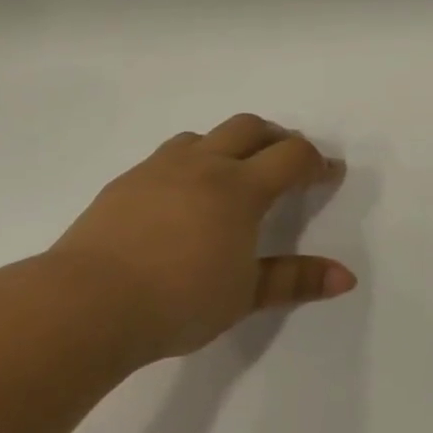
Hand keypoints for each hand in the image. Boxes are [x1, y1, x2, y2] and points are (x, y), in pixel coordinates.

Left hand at [46, 113, 353, 363]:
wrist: (85, 304)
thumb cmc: (178, 301)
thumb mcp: (245, 295)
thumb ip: (296, 280)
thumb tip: (346, 278)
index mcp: (240, 188)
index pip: (291, 156)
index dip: (316, 162)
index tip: (329, 174)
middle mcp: (203, 166)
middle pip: (249, 127)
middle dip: (276, 138)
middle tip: (288, 162)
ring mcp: (159, 169)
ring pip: (204, 136)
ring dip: (229, 145)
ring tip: (234, 174)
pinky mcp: (125, 182)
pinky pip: (168, 156)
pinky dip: (191, 162)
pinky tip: (183, 196)